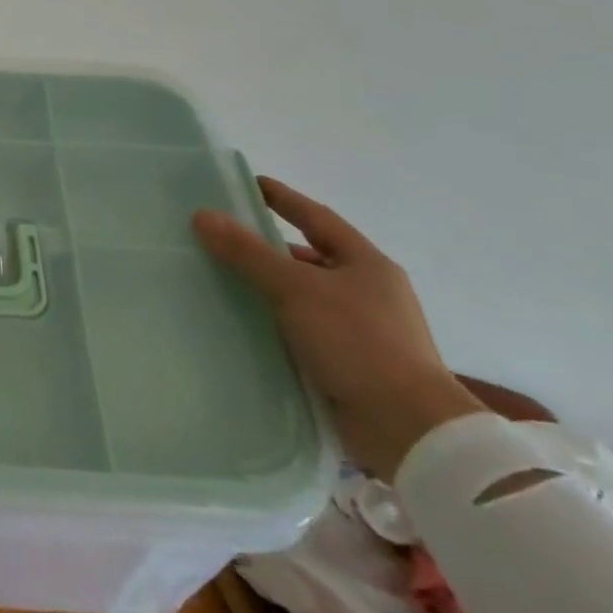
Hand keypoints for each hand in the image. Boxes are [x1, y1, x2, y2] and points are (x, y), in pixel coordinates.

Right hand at [193, 176, 483, 478]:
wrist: (409, 428)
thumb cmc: (358, 342)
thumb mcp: (297, 289)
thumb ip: (248, 253)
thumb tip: (203, 215)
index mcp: (366, 264)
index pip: (316, 218)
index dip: (283, 199)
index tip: (250, 184)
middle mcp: (368, 291)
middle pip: (310, 257)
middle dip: (269, 248)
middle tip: (224, 237)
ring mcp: (361, 330)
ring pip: (305, 296)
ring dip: (269, 289)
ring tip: (222, 281)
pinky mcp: (350, 363)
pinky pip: (303, 330)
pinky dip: (275, 323)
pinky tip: (243, 325)